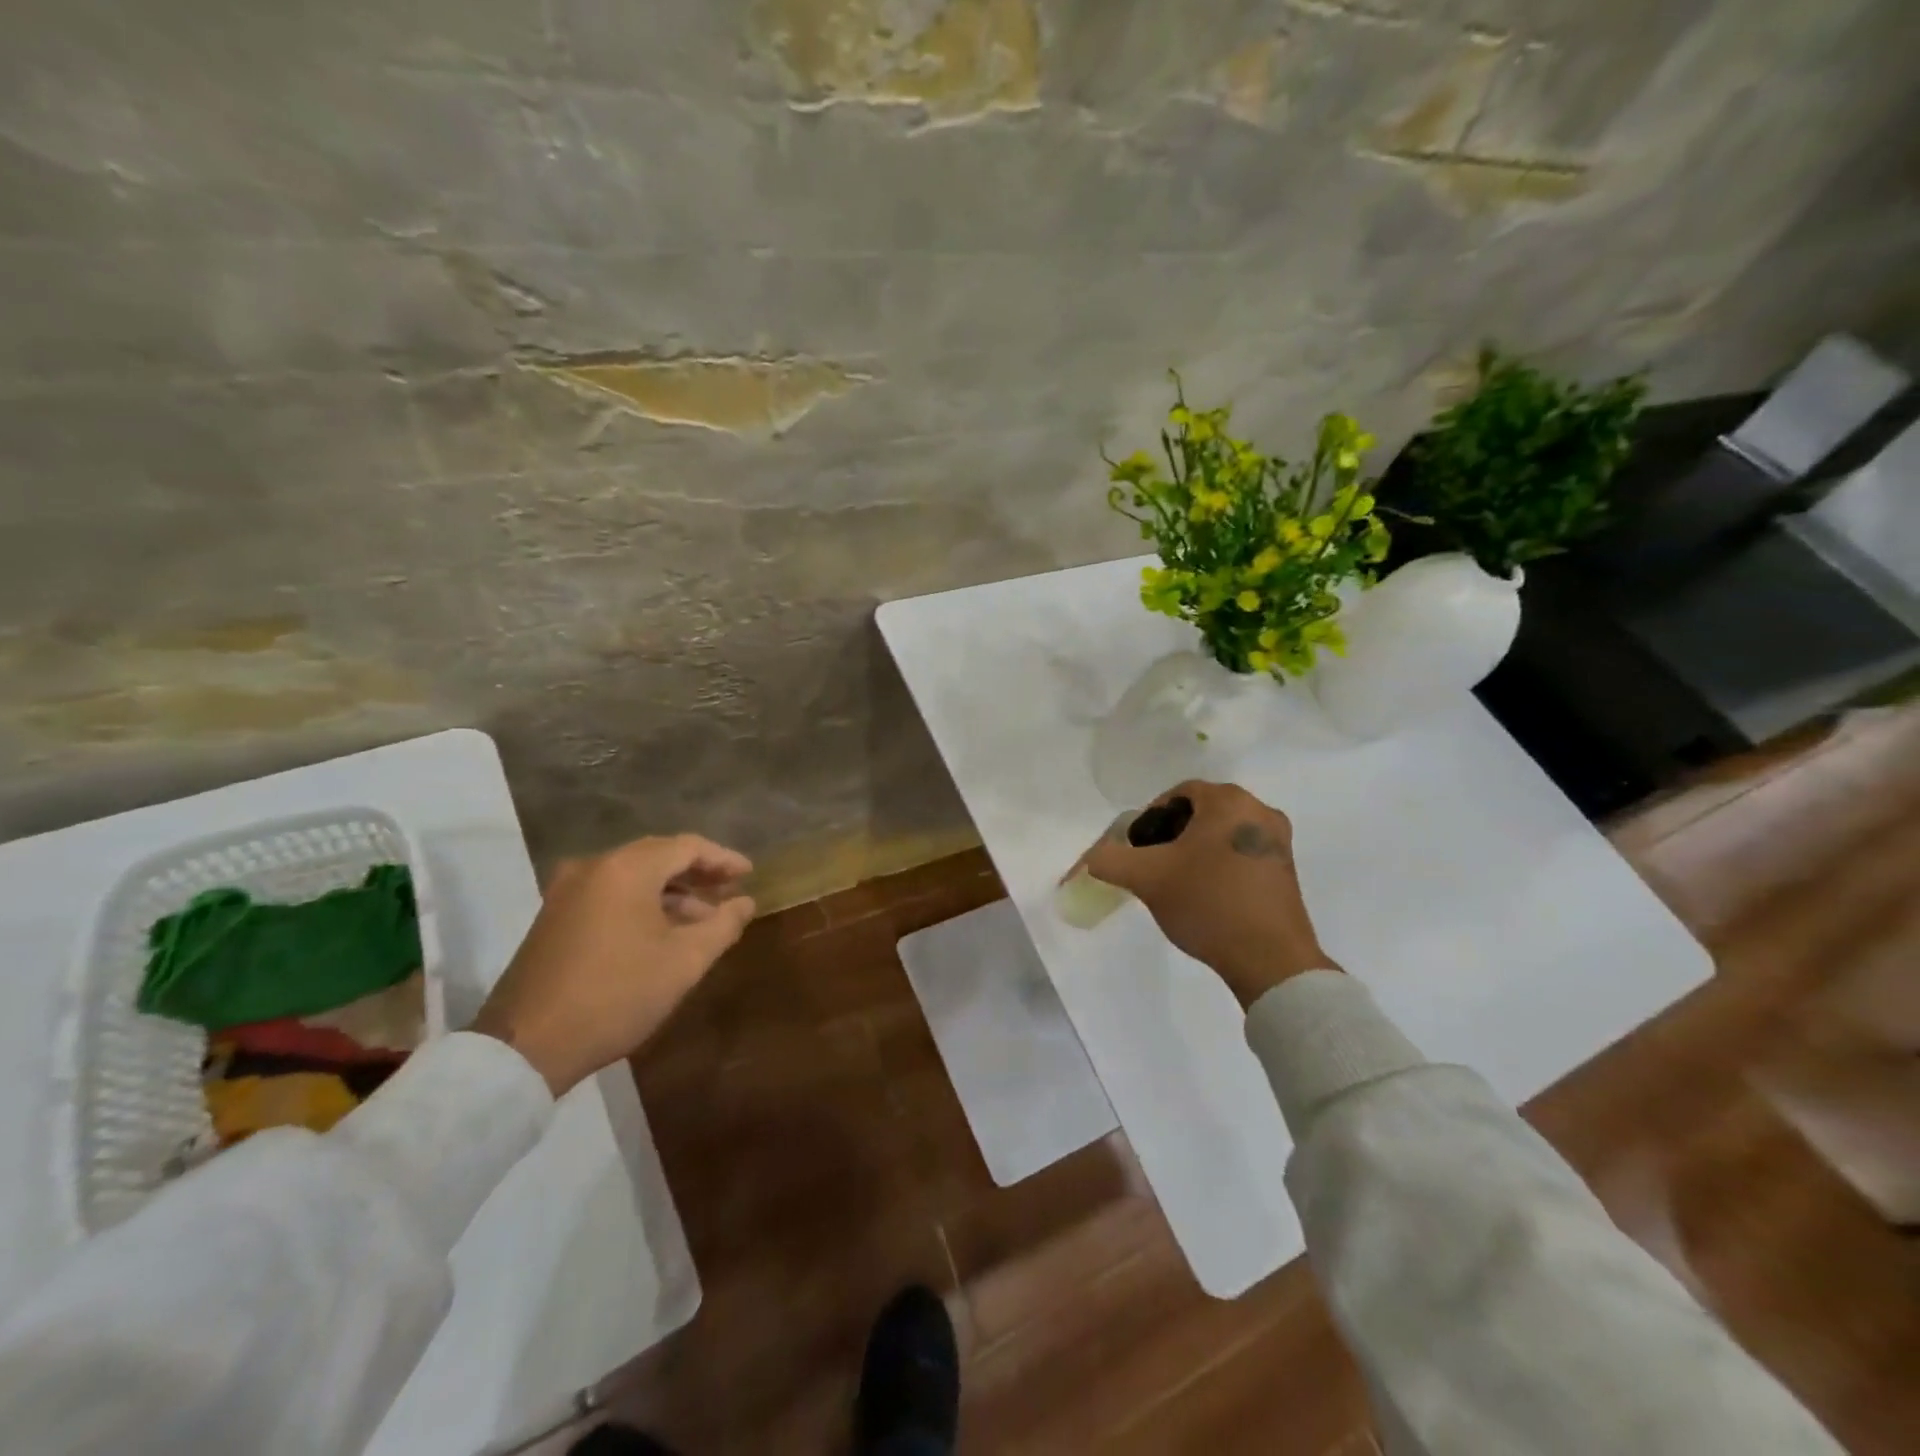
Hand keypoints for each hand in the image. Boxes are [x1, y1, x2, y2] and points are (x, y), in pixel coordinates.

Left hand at [471, 835, 755, 1094]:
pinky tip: (662, 931)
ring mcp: (567, 891)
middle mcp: (594, 867)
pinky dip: (642, 903)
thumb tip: (745, 903)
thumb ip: (722, 925)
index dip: (723, 859)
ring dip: (671, 891)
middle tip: (730, 891)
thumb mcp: (684, 962)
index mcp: (627, 869)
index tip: (749, 875)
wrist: (527, 1046)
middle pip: (658, 856)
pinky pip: (610, 894)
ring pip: (633, 876)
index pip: (687, 846)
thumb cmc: (617, 995)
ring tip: (703, 918)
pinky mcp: (554, 916)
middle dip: (697, 873)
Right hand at [1077, 781, 1335, 1007]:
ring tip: (1178, 884)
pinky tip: (1207, 897)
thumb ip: (1110, 860)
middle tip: (1154, 866)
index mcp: (1229, 801)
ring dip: (1196, 852)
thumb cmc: (1208, 903)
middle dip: (1173, 836)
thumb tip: (1094, 858)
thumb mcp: (1147, 878)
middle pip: (1202, 813)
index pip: (1178, 794)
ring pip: (1222, 835)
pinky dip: (1220, 866)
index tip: (1139, 848)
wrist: (1269, 960)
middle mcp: (1259, 811)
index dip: (1151, 818)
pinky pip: (1242, 854)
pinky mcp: (1287, 870)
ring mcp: (1279, 842)